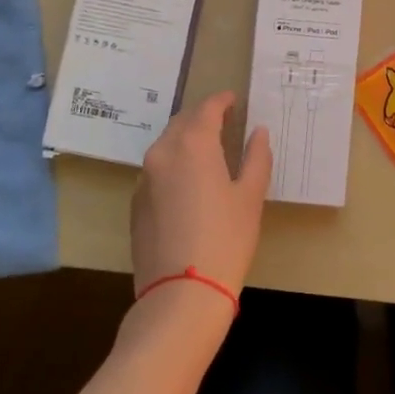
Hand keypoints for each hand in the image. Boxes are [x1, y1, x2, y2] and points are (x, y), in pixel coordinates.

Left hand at [132, 91, 271, 300]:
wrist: (181, 294)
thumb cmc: (226, 239)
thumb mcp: (250, 196)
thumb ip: (256, 157)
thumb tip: (258, 133)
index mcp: (193, 144)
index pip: (206, 108)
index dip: (222, 101)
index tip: (234, 100)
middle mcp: (163, 153)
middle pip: (182, 122)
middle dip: (202, 117)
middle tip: (223, 122)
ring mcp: (144, 179)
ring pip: (166, 146)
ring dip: (186, 140)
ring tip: (208, 150)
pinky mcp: (136, 204)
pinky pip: (157, 171)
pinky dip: (174, 165)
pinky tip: (189, 183)